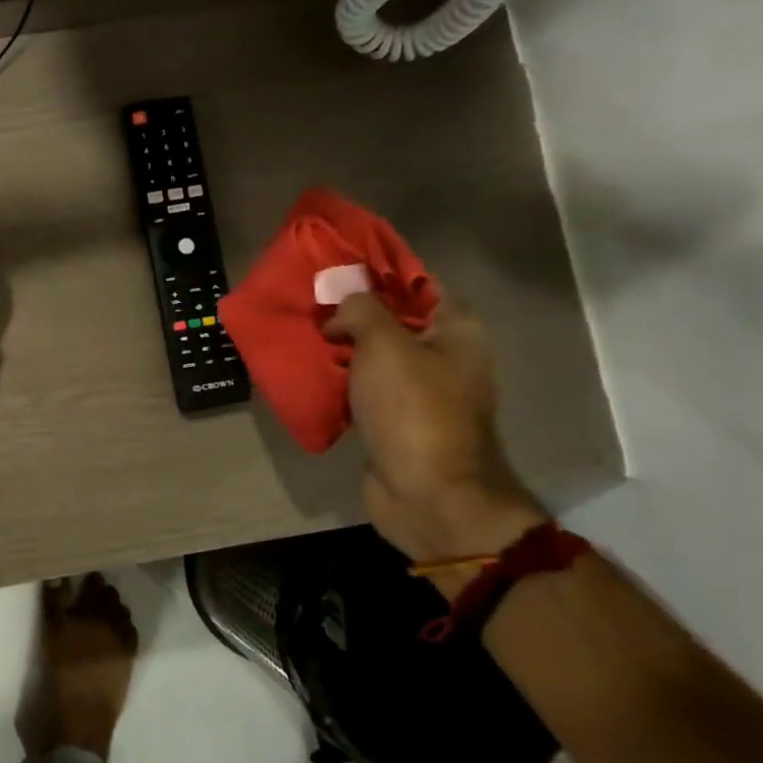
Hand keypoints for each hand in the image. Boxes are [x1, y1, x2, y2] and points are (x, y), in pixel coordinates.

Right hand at [323, 292, 545, 570]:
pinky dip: (343, 382)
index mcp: (457, 333)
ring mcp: (423, 394)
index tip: (342, 269)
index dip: (384, 273)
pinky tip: (313, 373)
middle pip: (397, 322)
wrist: (428, 493)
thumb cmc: (413, 409)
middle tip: (314, 304)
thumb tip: (342, 303)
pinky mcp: (399, 423)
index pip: (424, 285)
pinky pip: (367, 391)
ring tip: (305, 336)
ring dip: (345, 349)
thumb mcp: (384, 344)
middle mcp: (447, 358)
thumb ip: (361, 310)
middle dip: (356, 313)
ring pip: (378, 358)